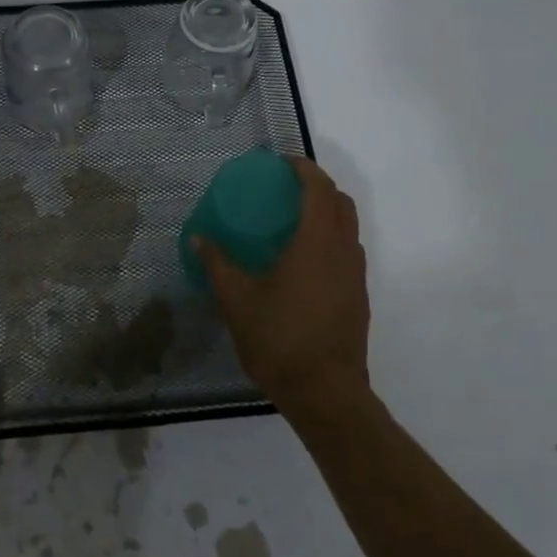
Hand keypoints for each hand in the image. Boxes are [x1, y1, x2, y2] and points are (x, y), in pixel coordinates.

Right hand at [194, 156, 370, 423]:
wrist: (325, 392)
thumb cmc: (279, 339)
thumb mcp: (237, 299)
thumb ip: (217, 263)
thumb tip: (198, 237)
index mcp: (316, 242)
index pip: (318, 188)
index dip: (302, 168)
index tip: (280, 163)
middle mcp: (343, 251)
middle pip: (341, 202)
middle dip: (317, 186)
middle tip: (285, 189)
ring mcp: (356, 275)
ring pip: (349, 228)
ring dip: (327, 213)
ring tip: (293, 222)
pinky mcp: (359, 297)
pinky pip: (348, 252)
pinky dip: (330, 240)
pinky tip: (303, 263)